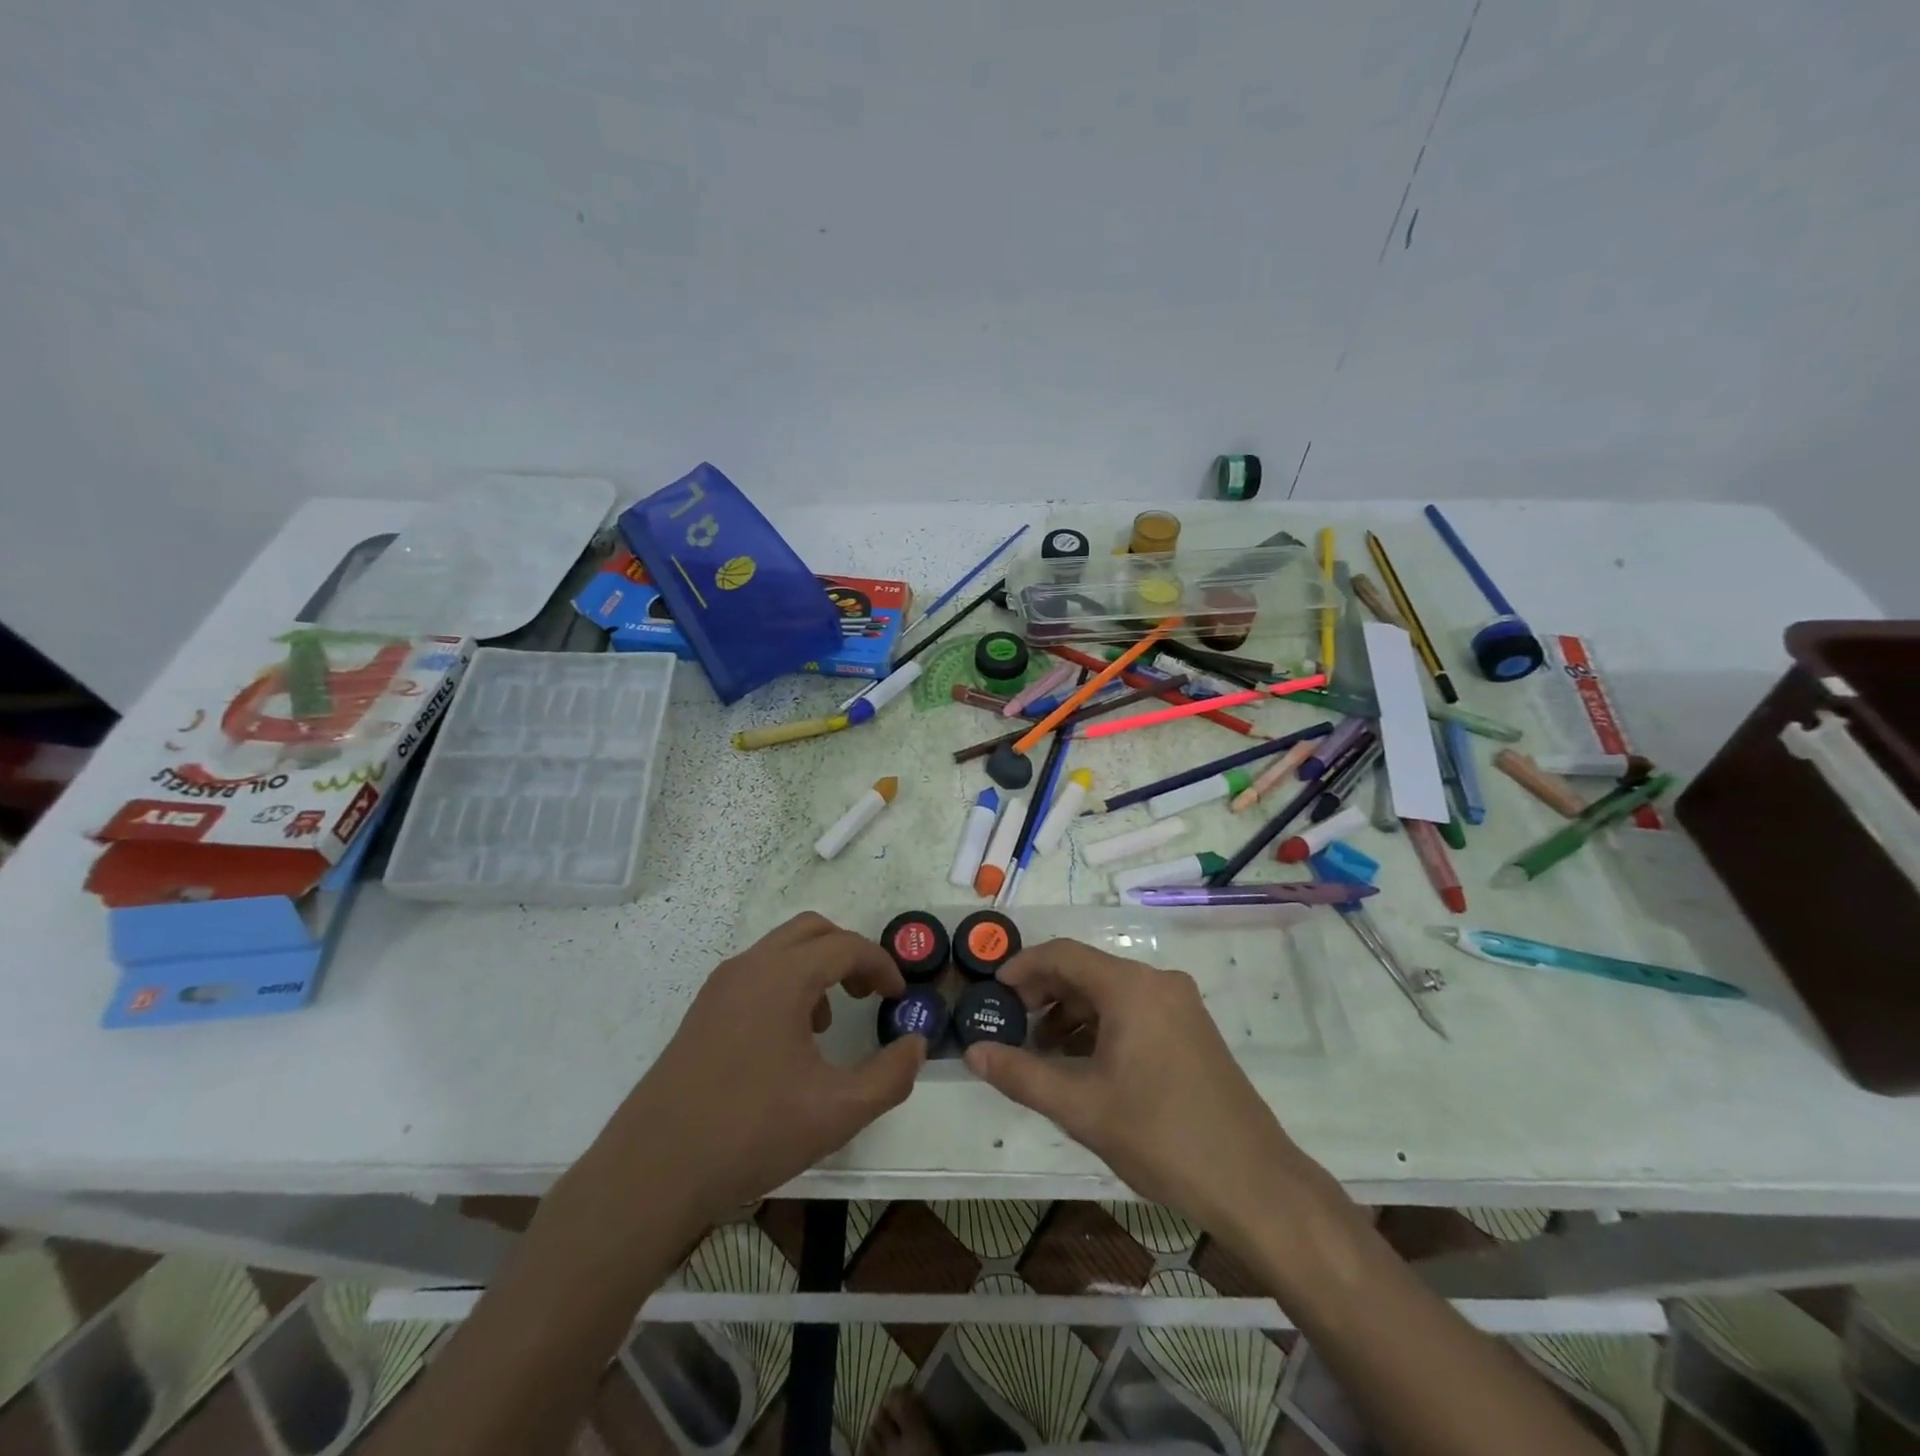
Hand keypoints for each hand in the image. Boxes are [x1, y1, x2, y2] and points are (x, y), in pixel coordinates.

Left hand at [583, 913, 924, 1232]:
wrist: (652, 1172)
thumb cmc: (751, 1133)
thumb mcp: (837, 1112)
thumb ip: (890, 1076)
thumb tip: (916, 1046)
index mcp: (782, 977)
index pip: (846, 946)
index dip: (881, 965)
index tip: (899, 996)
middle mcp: (749, 967)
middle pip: (812, 931)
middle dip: (849, 952)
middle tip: (869, 992)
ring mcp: (720, 987)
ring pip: (780, 950)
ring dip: (816, 967)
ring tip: (829, 1019)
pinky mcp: (702, 1011)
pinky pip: (756, 973)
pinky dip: (786, 983)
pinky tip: (788, 1040)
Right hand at [963, 938, 1311, 1240]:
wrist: (1254, 1184)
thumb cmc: (1161, 1137)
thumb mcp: (1081, 1108)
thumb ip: (1021, 1075)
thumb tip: (973, 1051)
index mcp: (1131, 987)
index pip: (1063, 954)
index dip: (1022, 967)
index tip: (992, 991)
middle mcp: (1157, 982)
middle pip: (1087, 970)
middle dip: (1044, 992)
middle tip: (1010, 1024)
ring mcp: (1180, 1005)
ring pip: (1110, 992)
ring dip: (1071, 1012)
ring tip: (1041, 1050)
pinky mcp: (1191, 1029)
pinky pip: (1134, 1010)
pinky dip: (1100, 1025)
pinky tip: (1083, 1062)